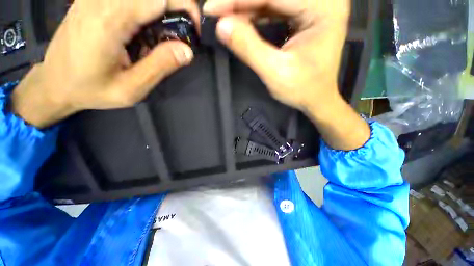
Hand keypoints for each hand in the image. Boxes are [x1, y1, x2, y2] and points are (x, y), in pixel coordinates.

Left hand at [11, 0, 199, 127]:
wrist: (54, 83)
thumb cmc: (91, 90)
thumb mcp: (131, 88)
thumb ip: (160, 66)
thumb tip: (187, 51)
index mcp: (110, 21)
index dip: (185, 7)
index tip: (193, 31)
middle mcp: (102, 1)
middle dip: (177, 8)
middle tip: (181, 37)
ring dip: (162, 12)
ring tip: (161, 39)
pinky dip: (147, 11)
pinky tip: (143, 32)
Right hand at [204, 0, 370, 150]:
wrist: (316, 99)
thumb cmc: (302, 90)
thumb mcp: (275, 72)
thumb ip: (249, 48)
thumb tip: (221, 26)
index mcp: (324, 8)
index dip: (238, 0)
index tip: (211, 7)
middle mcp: (322, 0)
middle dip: (240, 3)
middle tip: (214, 10)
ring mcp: (314, 6)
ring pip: (271, 0)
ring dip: (245, 8)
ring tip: (223, 17)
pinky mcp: (305, 15)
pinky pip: (274, 9)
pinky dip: (254, 15)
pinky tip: (239, 21)